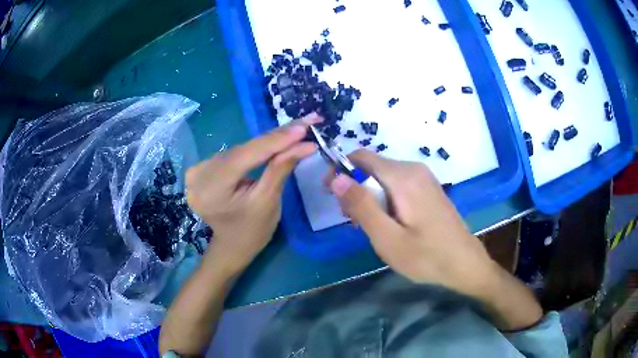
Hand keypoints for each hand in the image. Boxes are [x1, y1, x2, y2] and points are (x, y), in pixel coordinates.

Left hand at [186, 114, 319, 274]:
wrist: (232, 246)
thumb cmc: (252, 232)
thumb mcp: (269, 201)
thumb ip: (282, 167)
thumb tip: (306, 142)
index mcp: (211, 190)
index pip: (246, 156)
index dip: (275, 140)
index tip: (304, 126)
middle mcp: (198, 176)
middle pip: (242, 150)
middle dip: (275, 138)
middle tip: (304, 124)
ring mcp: (196, 171)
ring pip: (239, 149)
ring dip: (266, 142)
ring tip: (294, 131)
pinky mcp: (201, 168)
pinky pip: (233, 154)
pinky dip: (253, 149)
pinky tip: (272, 142)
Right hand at [326, 150, 497, 298]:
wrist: (465, 263)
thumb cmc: (426, 256)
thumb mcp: (387, 238)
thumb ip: (361, 206)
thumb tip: (336, 177)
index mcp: (403, 177)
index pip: (360, 157)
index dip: (341, 172)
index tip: (333, 197)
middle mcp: (414, 169)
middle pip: (371, 167)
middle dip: (356, 190)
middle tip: (355, 223)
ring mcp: (423, 178)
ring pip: (383, 177)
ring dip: (370, 198)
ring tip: (372, 228)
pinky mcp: (428, 188)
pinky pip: (397, 185)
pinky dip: (385, 200)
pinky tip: (390, 224)